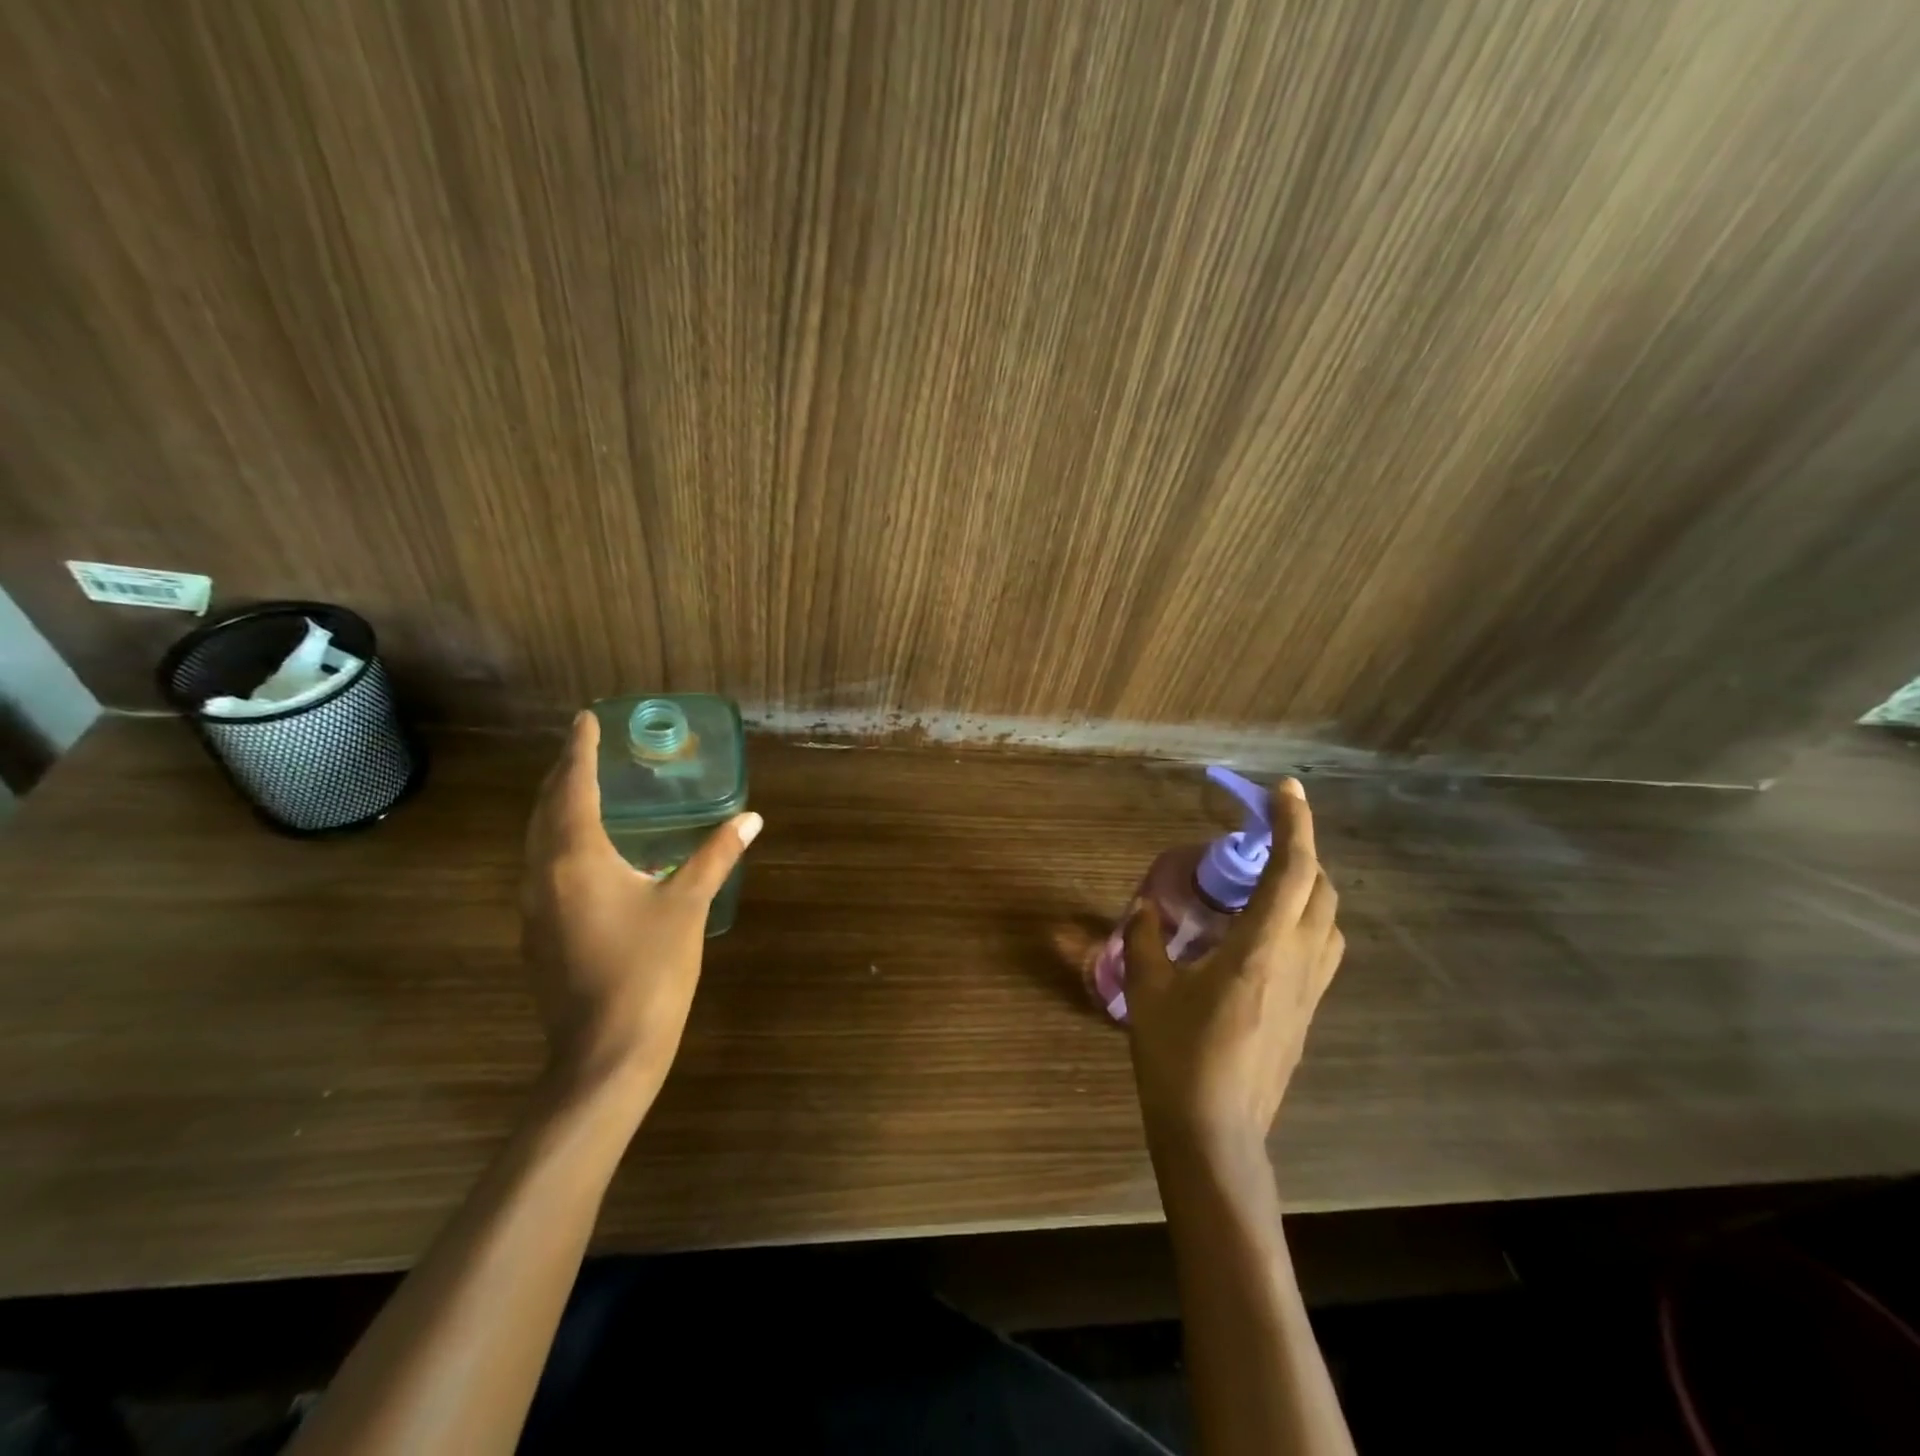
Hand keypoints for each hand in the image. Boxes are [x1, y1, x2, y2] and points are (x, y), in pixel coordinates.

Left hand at [520, 711, 761, 1106]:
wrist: (605, 1053)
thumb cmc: (650, 971)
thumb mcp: (687, 906)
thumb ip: (716, 856)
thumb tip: (751, 818)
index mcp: (577, 859)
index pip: (574, 788)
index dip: (580, 750)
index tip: (585, 719)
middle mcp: (543, 875)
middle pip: (545, 809)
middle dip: (563, 773)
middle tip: (582, 746)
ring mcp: (533, 908)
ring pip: (536, 840)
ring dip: (555, 806)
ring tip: (579, 786)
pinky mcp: (537, 935)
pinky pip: (541, 867)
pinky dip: (557, 839)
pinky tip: (583, 851)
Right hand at [1125, 778, 1342, 1157]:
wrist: (1215, 1134)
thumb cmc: (1178, 1057)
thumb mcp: (1149, 989)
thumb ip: (1146, 937)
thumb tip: (1146, 906)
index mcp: (1260, 950)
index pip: (1291, 871)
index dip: (1294, 824)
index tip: (1285, 789)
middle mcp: (1297, 963)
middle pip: (1321, 891)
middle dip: (1301, 852)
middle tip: (1260, 840)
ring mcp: (1310, 992)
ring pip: (1329, 922)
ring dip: (1307, 887)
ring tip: (1266, 880)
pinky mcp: (1307, 1015)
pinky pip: (1321, 949)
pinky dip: (1304, 920)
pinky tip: (1265, 933)